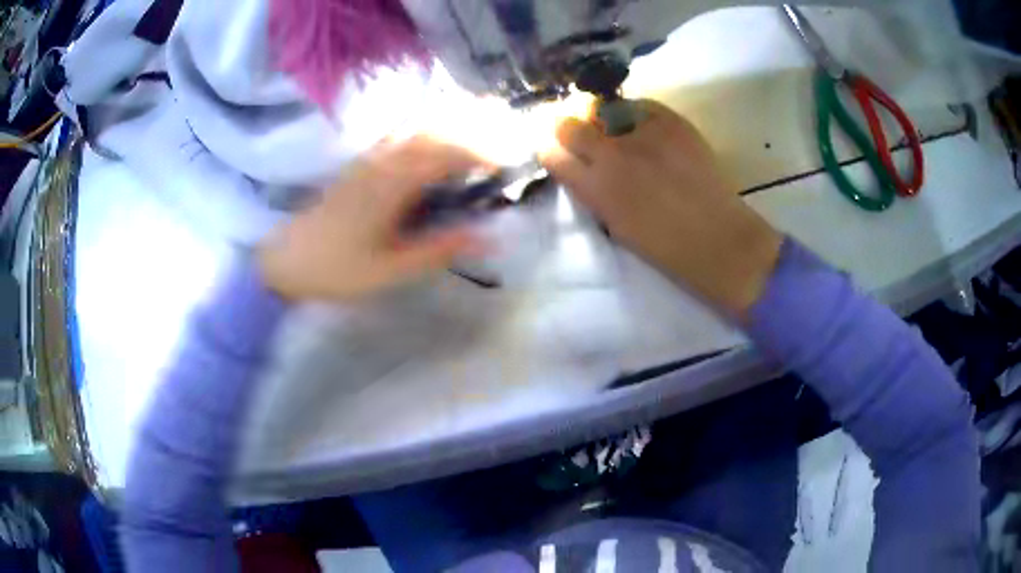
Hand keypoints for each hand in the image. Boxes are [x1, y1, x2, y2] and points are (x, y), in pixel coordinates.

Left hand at [259, 136, 486, 301]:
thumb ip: (439, 250)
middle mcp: (383, 162)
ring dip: (453, 121)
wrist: (286, 259)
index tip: (510, 159)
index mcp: (392, 185)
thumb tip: (487, 238)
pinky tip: (442, 133)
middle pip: (435, 129)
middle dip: (474, 124)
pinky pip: (403, 135)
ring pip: (418, 127)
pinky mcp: (362, 164)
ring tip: (485, 119)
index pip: (447, 154)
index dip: (482, 151)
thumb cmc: (337, 269)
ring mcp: (370, 159)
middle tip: (507, 127)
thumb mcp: (390, 270)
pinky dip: (430, 129)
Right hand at [541, 100, 782, 319]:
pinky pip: (641, 105)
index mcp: (594, 189)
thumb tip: (583, 169)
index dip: (550, 150)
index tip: (558, 150)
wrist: (717, 238)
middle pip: (567, 124)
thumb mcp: (614, 224)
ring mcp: (641, 133)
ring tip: (625, 134)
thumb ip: (593, 192)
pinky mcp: (670, 121)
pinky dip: (638, 114)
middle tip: (582, 133)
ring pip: (603, 109)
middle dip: (567, 128)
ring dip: (605, 121)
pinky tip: (650, 131)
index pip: (551, 155)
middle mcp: (610, 155)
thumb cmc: (665, 245)